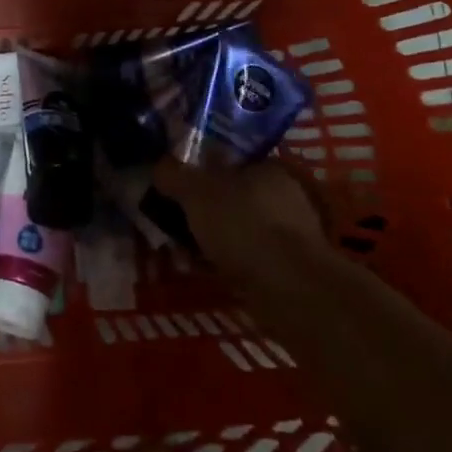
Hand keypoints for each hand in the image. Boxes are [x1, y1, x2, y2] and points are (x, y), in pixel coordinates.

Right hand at [153, 157, 331, 284]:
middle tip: (176, 223)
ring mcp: (292, 235)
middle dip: (204, 211)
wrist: (290, 291)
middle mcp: (286, 196)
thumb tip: (159, 166)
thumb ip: (174, 174)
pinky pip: (249, 258)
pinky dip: (227, 263)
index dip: (201, 172)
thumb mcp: (196, 191)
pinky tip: (206, 272)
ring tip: (184, 253)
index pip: (230, 161)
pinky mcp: (291, 270)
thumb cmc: (243, 225)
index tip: (177, 188)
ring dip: (213, 240)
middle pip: (233, 197)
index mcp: (269, 167)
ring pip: (240, 230)